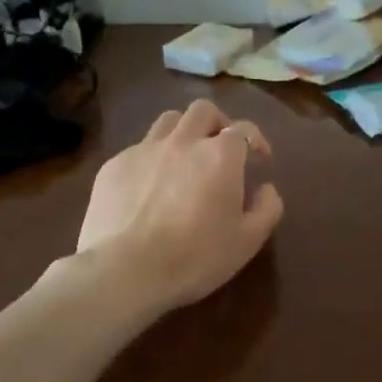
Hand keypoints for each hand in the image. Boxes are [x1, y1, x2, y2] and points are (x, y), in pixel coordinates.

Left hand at [77, 99, 283, 312]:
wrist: (125, 271)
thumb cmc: (195, 257)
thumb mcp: (247, 242)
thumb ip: (267, 209)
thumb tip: (267, 189)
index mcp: (221, 155)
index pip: (244, 129)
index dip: (256, 140)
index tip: (259, 160)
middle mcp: (184, 141)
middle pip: (204, 111)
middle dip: (217, 123)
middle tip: (220, 148)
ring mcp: (145, 149)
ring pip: (169, 120)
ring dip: (183, 131)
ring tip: (184, 157)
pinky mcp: (114, 165)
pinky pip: (138, 148)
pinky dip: (151, 158)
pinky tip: (148, 185)